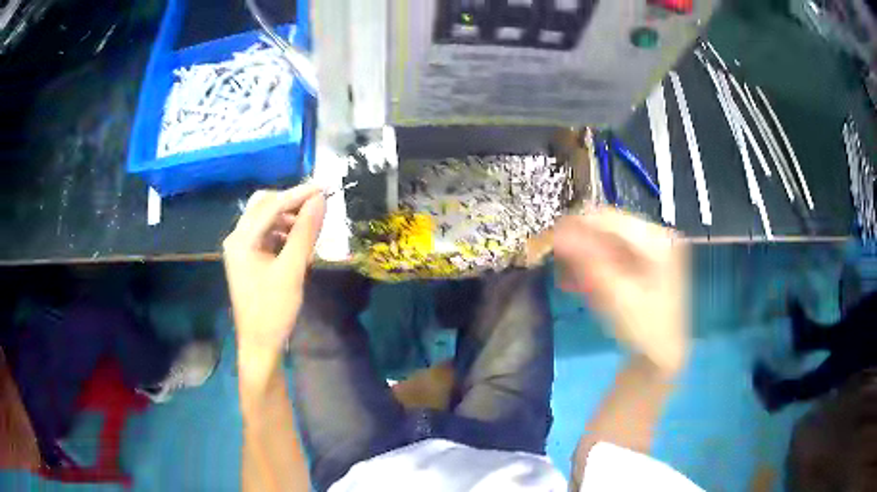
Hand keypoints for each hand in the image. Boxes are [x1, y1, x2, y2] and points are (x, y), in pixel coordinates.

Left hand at [223, 185, 325, 381]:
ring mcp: (241, 249)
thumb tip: (320, 200)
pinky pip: (266, 235)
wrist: (260, 345)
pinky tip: (299, 242)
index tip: (325, 188)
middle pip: (263, 206)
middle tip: (317, 204)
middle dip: (290, 202)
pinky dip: (283, 232)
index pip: (271, 205)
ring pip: (265, 219)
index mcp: (241, 240)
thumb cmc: (274, 310)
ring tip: (311, 227)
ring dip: (288, 217)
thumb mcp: (292, 270)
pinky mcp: (248, 259)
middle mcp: (237, 239)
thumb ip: (305, 232)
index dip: (299, 194)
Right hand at [553, 207, 689, 375]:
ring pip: (610, 240)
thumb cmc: (643, 329)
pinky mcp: (646, 261)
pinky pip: (615, 253)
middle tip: (555, 258)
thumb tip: (557, 234)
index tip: (549, 238)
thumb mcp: (615, 296)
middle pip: (611, 228)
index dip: (578, 225)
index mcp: (658, 240)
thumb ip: (587, 261)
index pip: (611, 219)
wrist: (663, 355)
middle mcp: (658, 236)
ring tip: (564, 274)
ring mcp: (653, 248)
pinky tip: (578, 279)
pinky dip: (596, 264)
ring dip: (585, 254)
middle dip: (581, 242)